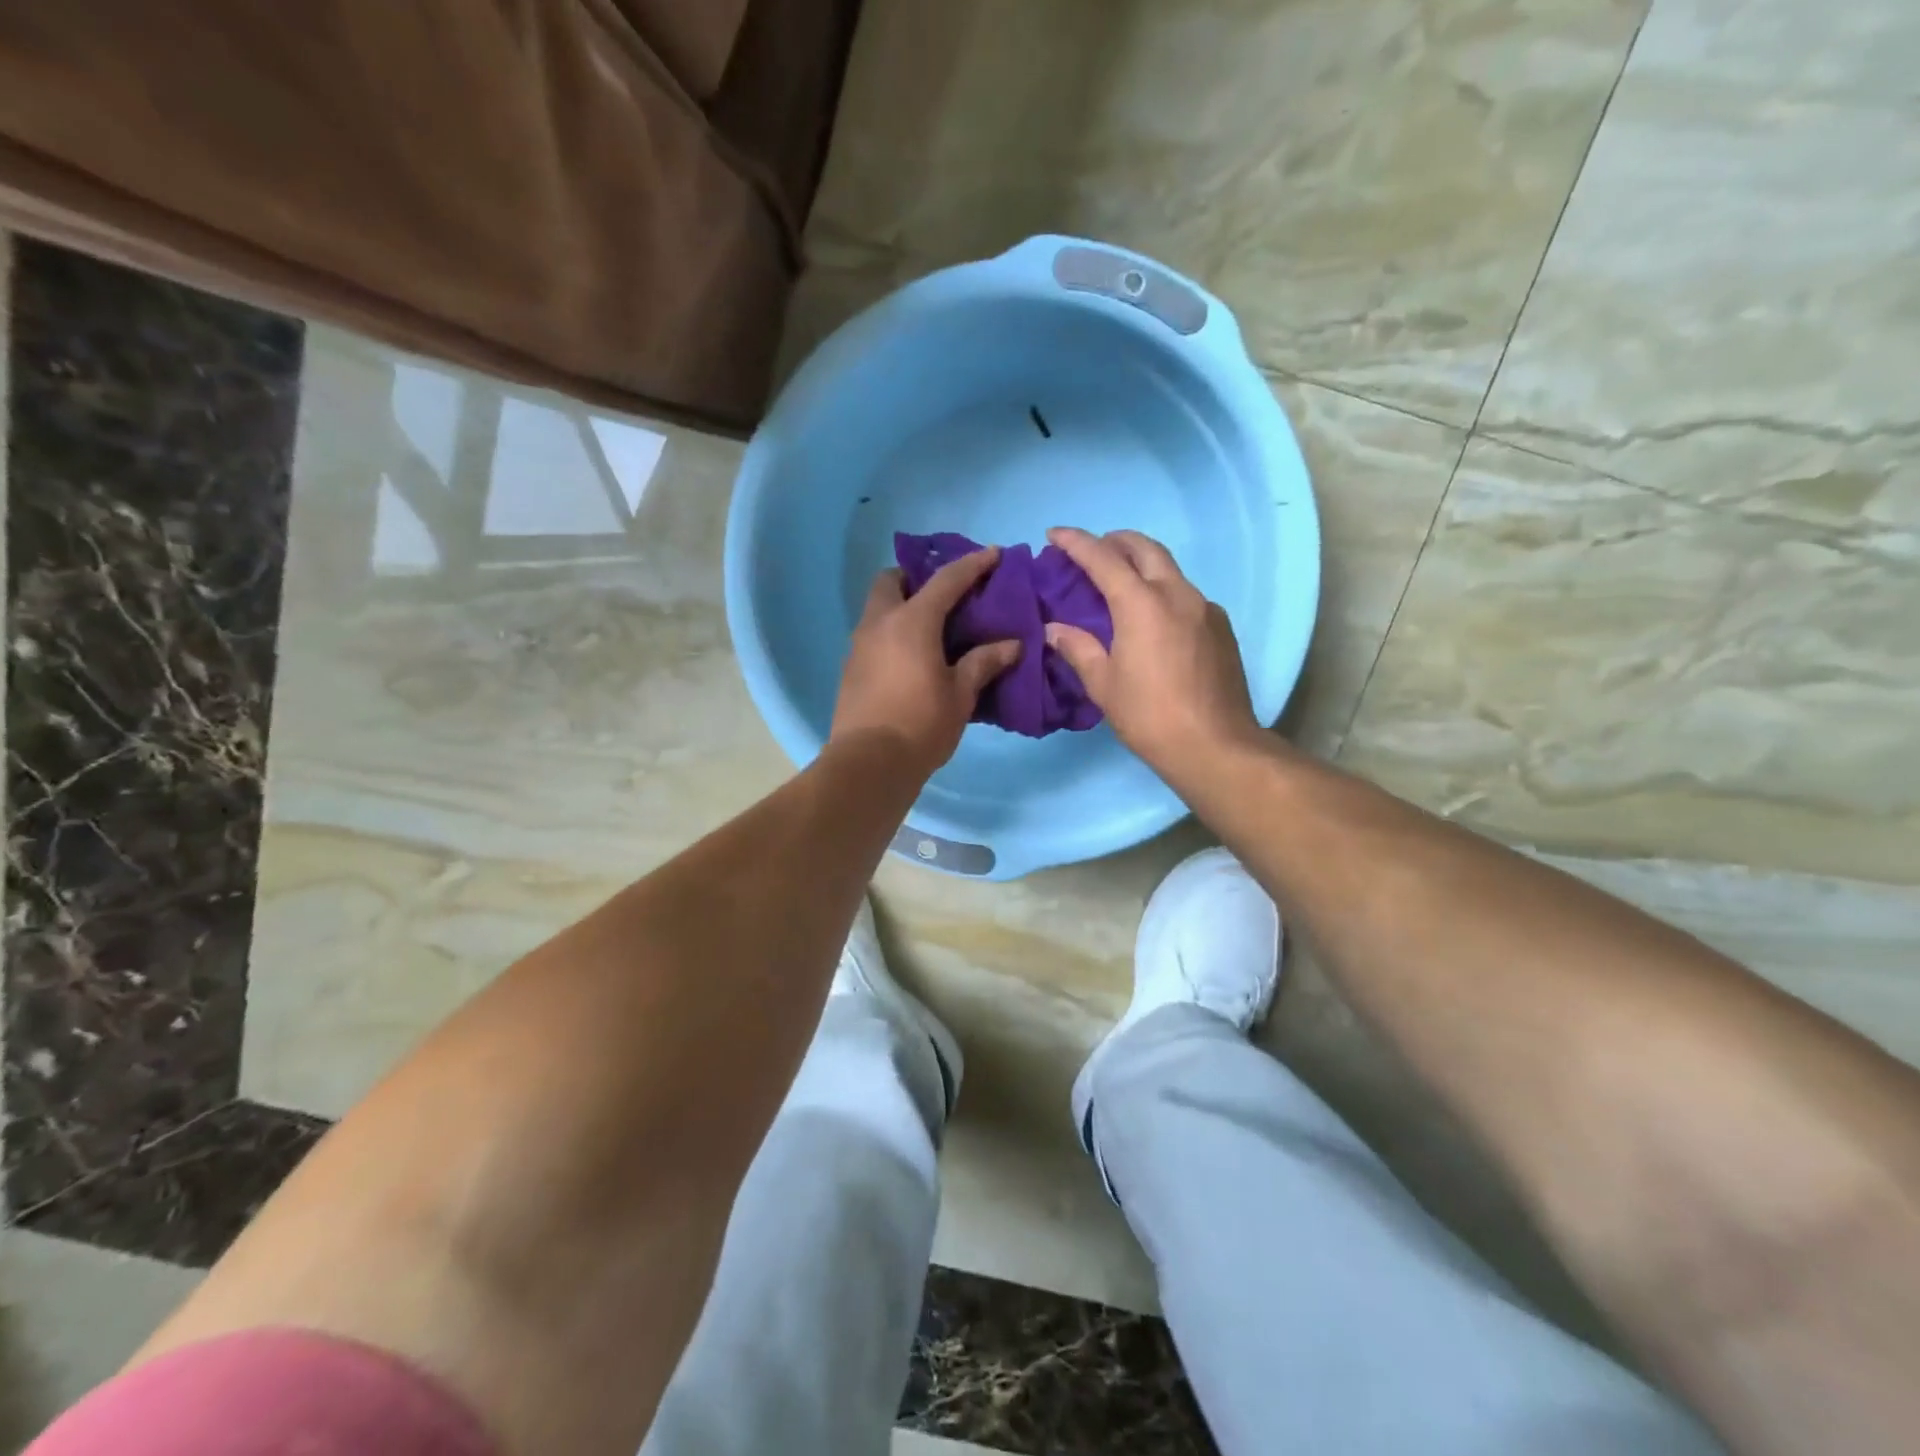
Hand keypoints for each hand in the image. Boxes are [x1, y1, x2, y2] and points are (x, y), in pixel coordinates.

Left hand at [830, 548, 1022, 779]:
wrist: (868, 764)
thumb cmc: (921, 725)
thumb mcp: (961, 694)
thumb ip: (984, 663)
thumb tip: (1012, 645)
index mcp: (912, 621)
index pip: (946, 580)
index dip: (973, 564)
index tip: (994, 554)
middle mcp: (879, 623)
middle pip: (892, 580)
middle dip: (916, 577)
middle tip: (944, 595)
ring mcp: (859, 645)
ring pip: (878, 608)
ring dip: (902, 605)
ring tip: (932, 627)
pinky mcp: (851, 668)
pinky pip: (873, 634)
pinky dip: (892, 631)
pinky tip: (912, 656)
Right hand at [1044, 527, 1258, 773]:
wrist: (1215, 746)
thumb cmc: (1149, 716)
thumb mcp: (1104, 685)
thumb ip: (1078, 649)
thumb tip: (1055, 630)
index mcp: (1141, 604)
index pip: (1103, 558)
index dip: (1076, 542)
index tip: (1055, 534)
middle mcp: (1176, 594)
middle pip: (1144, 548)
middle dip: (1115, 541)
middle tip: (1092, 550)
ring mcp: (1204, 608)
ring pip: (1169, 568)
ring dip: (1141, 564)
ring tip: (1119, 582)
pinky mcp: (1221, 627)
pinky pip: (1185, 594)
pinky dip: (1162, 590)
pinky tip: (1152, 617)